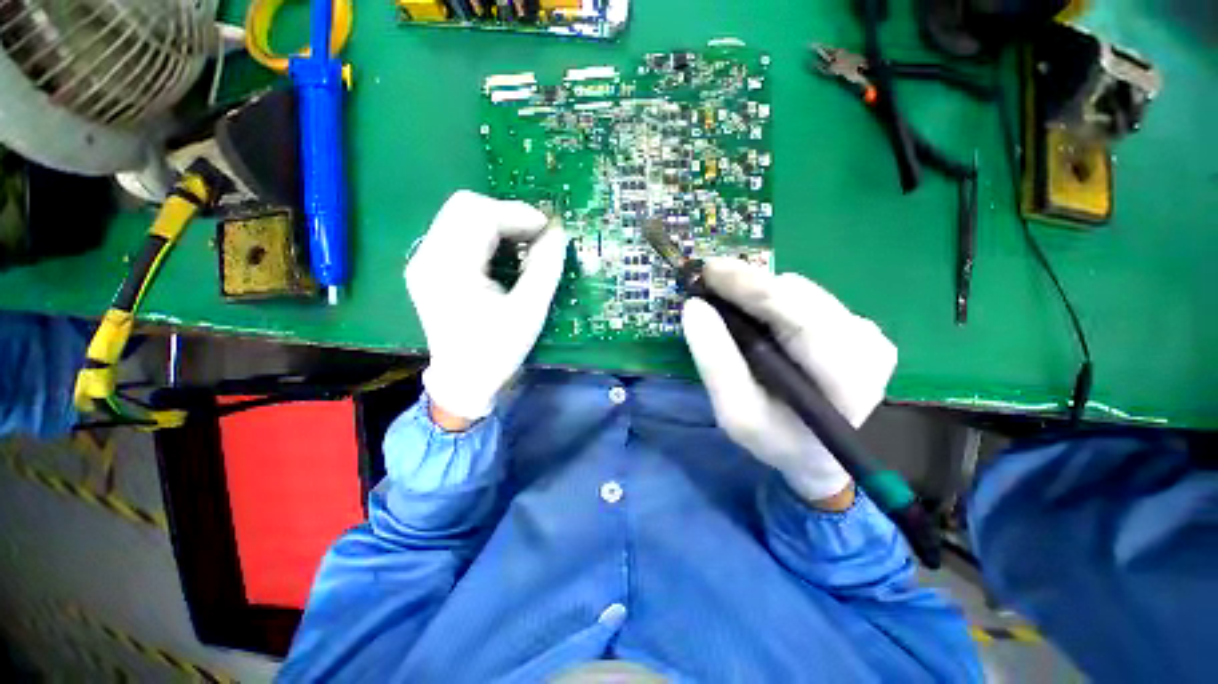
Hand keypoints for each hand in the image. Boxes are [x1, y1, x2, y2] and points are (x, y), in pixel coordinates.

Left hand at [405, 191, 567, 424]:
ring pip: (459, 215)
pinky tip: (504, 251)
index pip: (479, 216)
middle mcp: (427, 257)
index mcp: (449, 270)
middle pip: (464, 206)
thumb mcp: (529, 312)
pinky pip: (456, 231)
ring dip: (497, 221)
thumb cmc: (498, 351)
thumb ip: (545, 268)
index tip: (548, 229)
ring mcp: (423, 260)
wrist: (463, 380)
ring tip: (524, 242)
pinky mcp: (428, 266)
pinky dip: (485, 233)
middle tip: (536, 235)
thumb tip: (558, 233)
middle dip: (507, 213)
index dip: (518, 214)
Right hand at [681, 258, 897, 508]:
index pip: (797, 314)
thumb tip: (695, 306)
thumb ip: (715, 361)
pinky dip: (773, 303)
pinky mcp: (857, 327)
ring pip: (800, 291)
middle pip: (798, 294)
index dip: (749, 285)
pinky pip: (805, 299)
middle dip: (749, 287)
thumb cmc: (777, 440)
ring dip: (759, 295)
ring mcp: (866, 332)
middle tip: (707, 285)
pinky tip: (757, 320)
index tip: (708, 270)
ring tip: (729, 307)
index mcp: (845, 376)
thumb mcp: (736, 413)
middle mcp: (866, 344)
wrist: (818, 455)